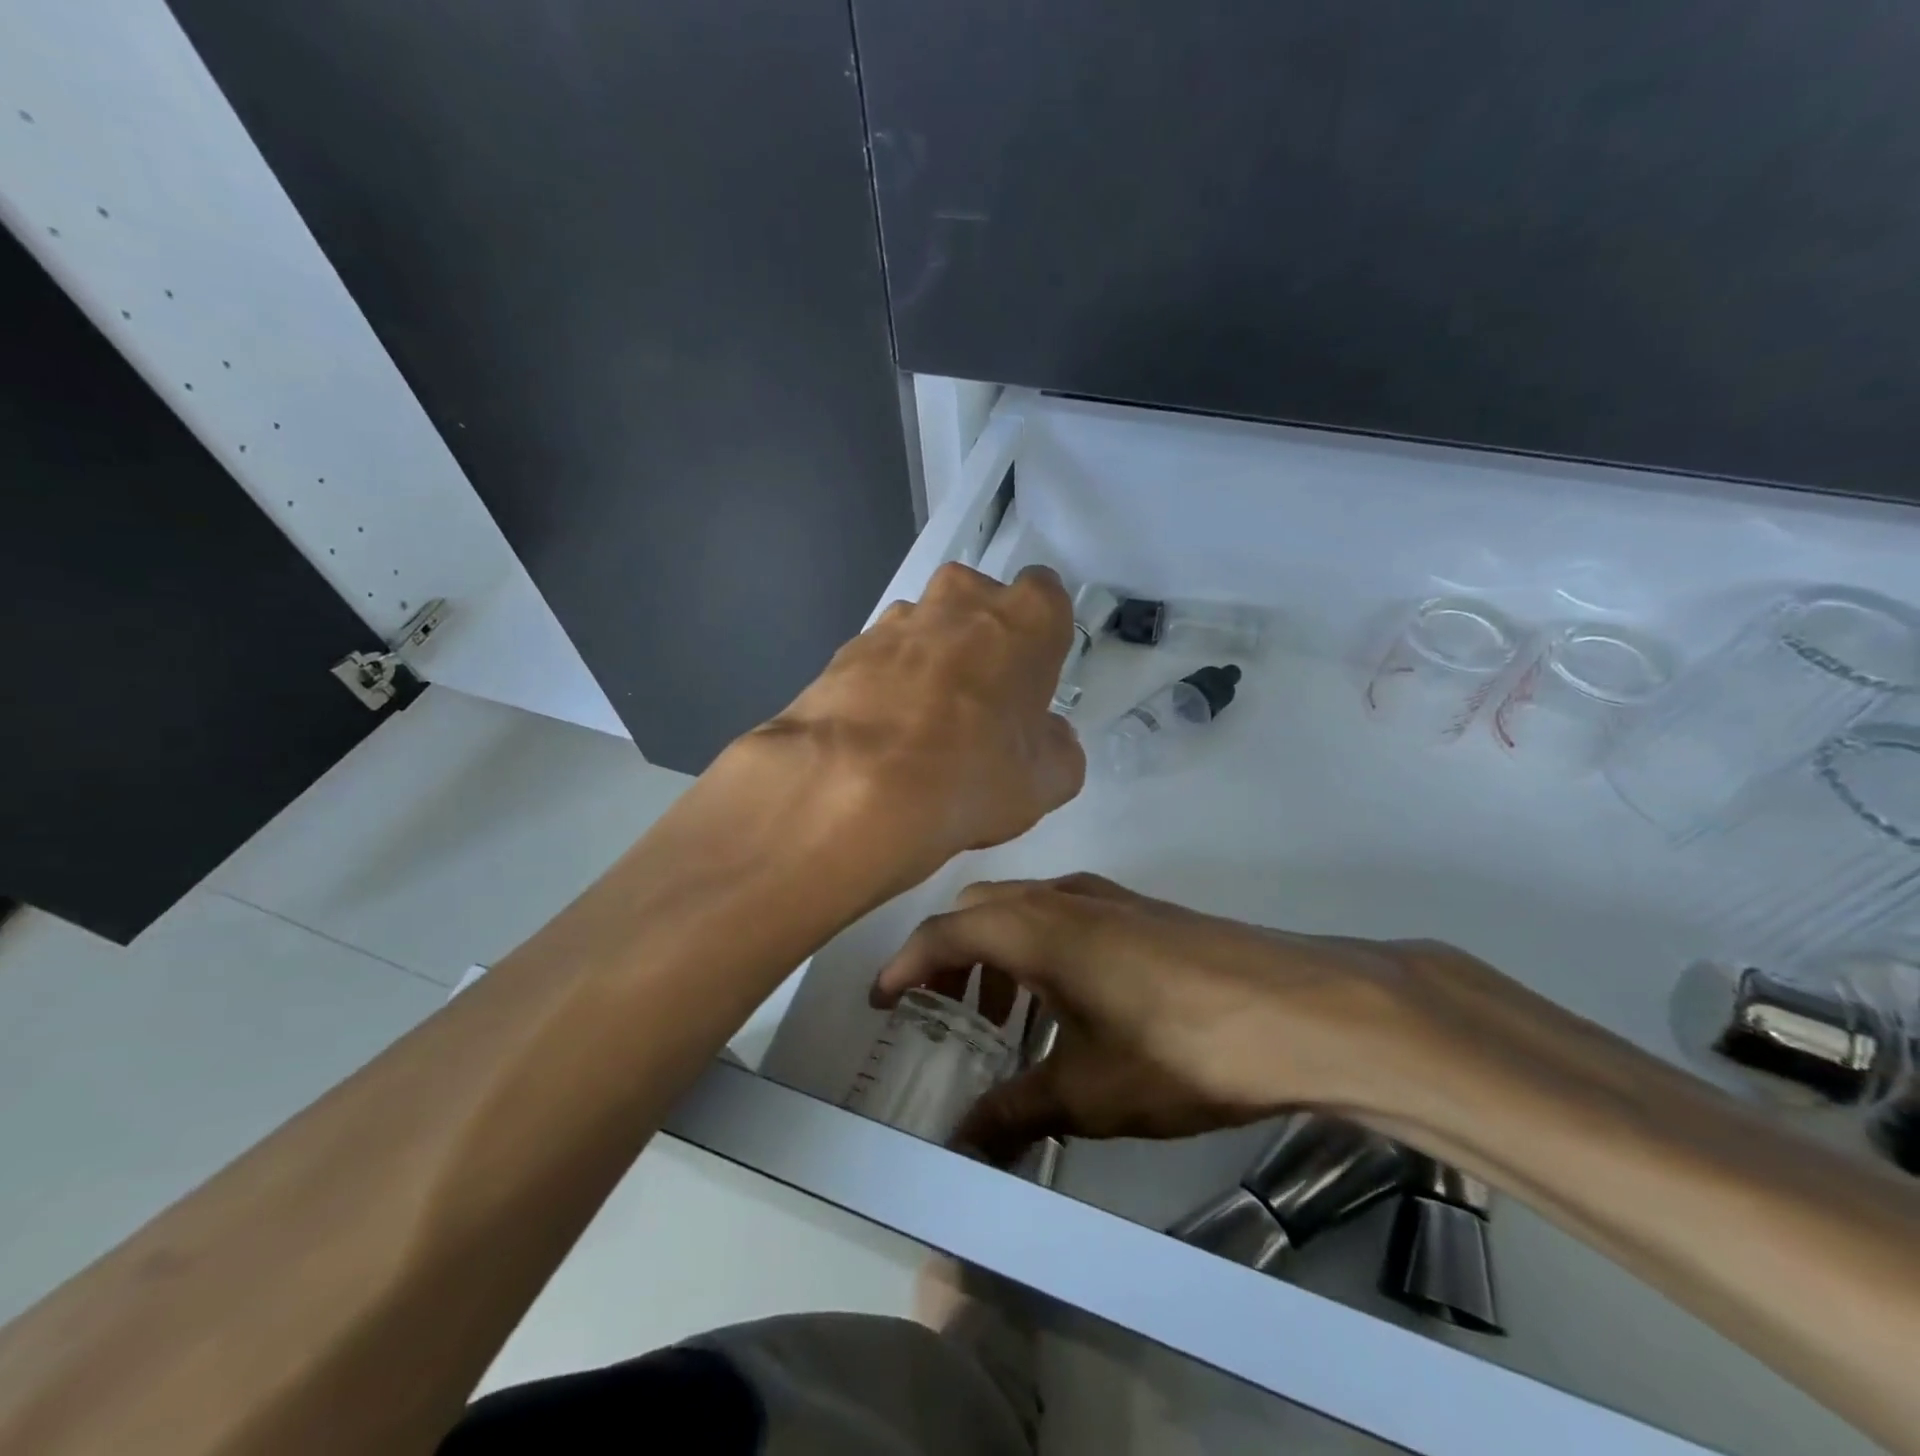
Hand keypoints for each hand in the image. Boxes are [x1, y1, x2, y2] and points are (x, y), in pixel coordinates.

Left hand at [751, 563, 1084, 885]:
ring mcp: (897, 620)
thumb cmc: (971, 773)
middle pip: (980, 602)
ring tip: (920, 724)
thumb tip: (1047, 736)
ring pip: (926, 627)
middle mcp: (961, 601)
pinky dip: (886, 683)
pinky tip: (881, 732)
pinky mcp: (847, 647)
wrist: (854, 787)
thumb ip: (1058, 747)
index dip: (1039, 635)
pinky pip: (881, 657)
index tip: (1030, 675)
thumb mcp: (1045, 781)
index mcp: (1024, 619)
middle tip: (979, 700)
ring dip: (930, 659)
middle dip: (982, 639)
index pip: (1046, 595)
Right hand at [871, 874, 1469, 1163]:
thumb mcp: (1088, 1092)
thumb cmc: (1179, 1047)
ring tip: (1003, 1010)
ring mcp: (1109, 896)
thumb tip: (963, 1144)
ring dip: (998, 947)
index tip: (881, 1000)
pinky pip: (1066, 913)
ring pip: (1026, 906)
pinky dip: (1041, 944)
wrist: (1301, 1010)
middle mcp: (1064, 896)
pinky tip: (1067, 998)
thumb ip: (1015, 1113)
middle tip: (941, 1007)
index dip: (904, 964)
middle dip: (949, 953)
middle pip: (981, 907)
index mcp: (1035, 928)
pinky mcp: (1144, 910)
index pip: (945, 932)